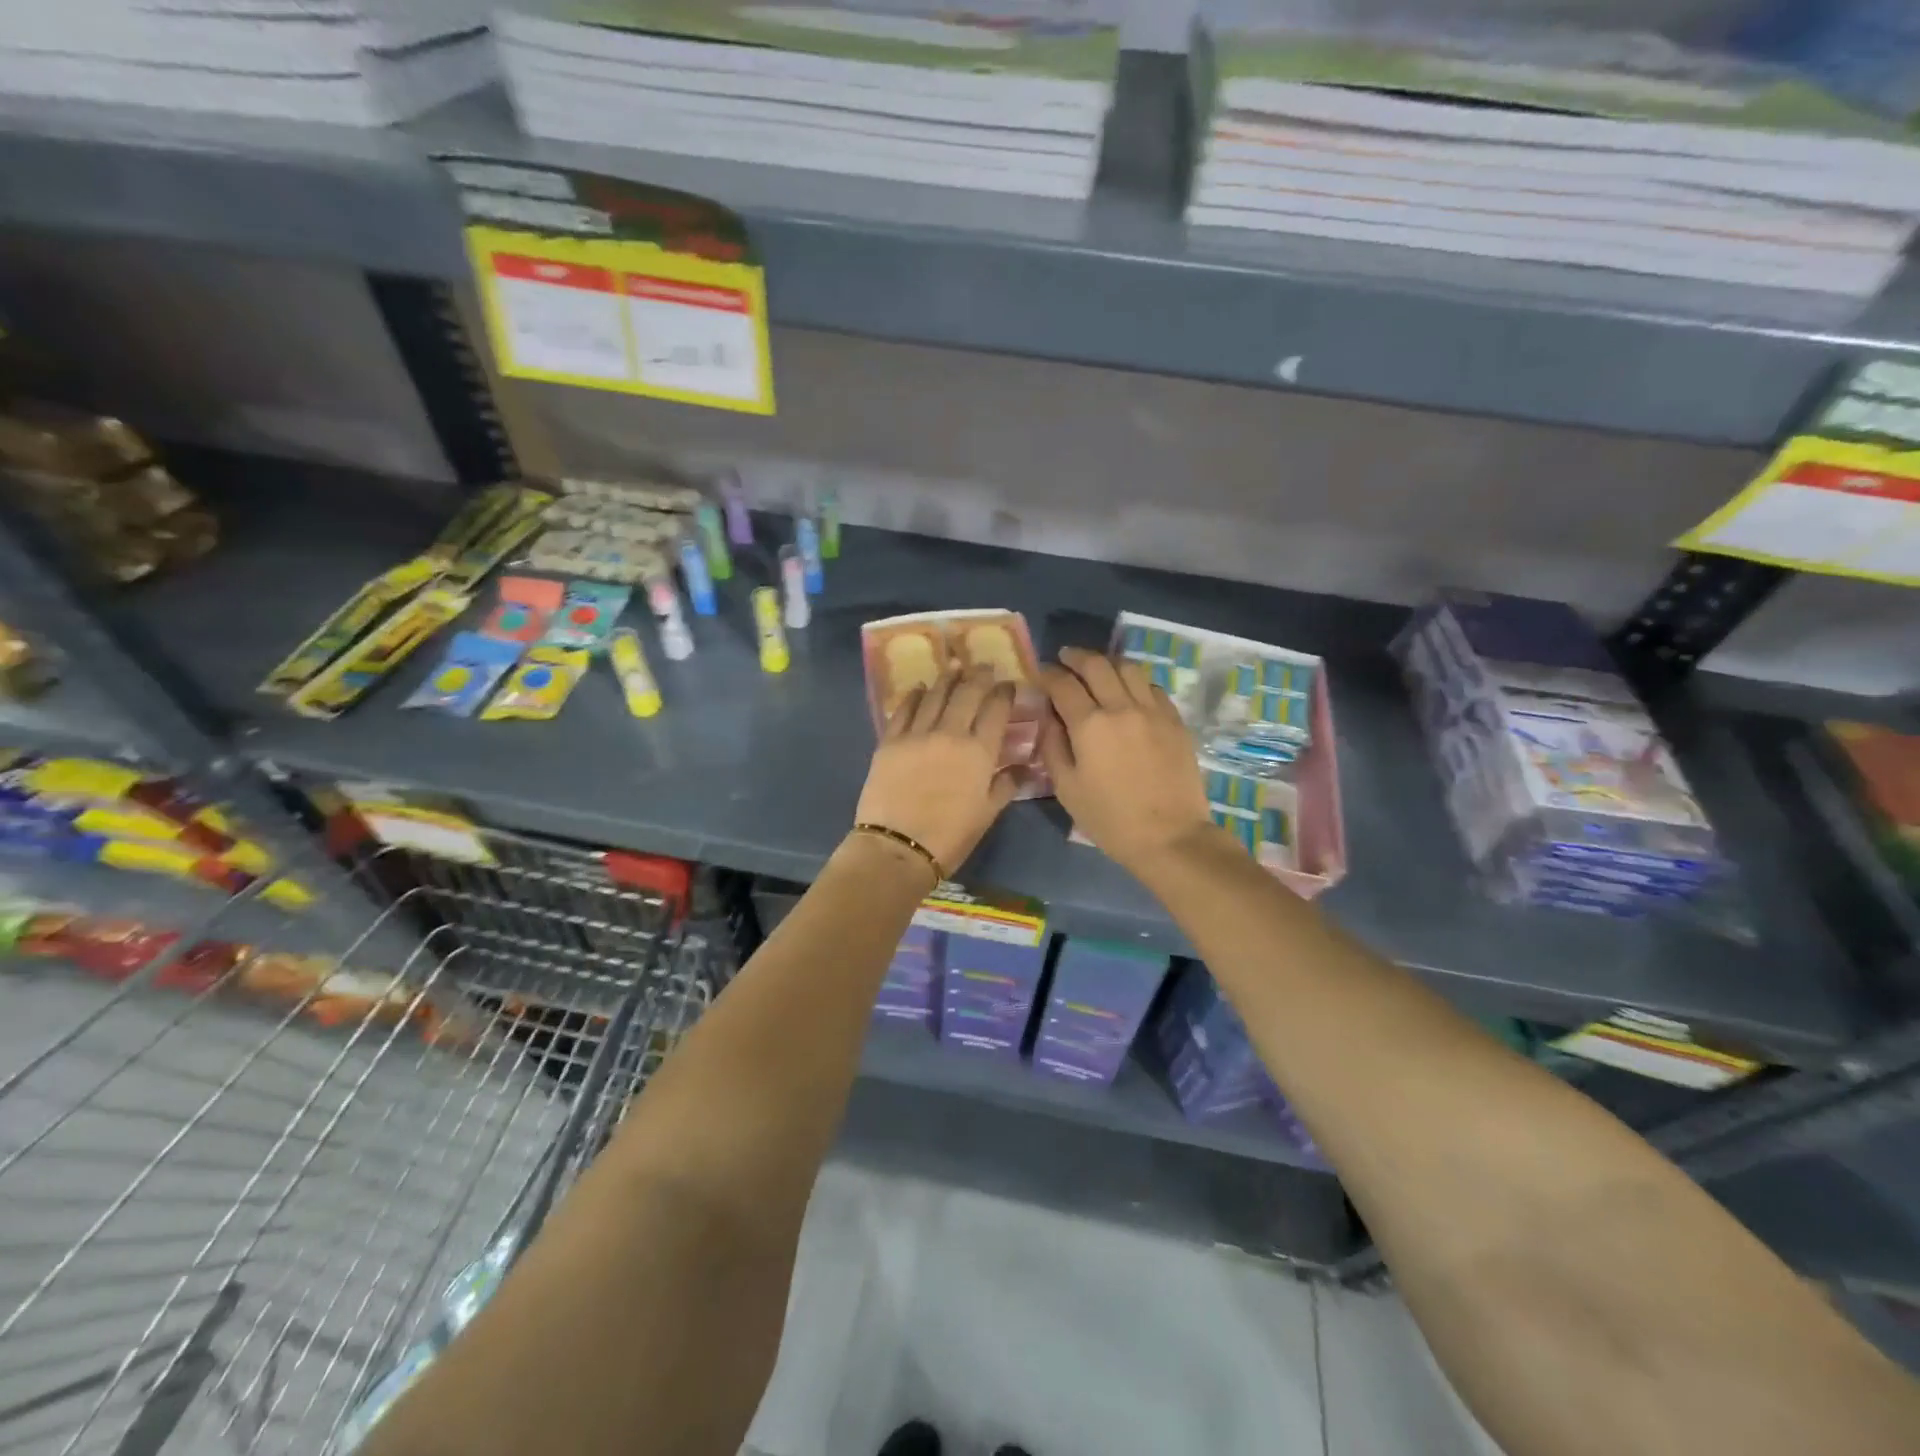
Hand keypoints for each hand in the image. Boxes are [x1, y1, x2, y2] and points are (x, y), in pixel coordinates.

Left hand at [855, 667, 1019, 873]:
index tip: (1007, 685)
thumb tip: (1024, 766)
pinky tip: (919, 688)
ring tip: (954, 668)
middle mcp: (950, 733)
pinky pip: (904, 709)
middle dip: (978, 675)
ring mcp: (917, 734)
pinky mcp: (889, 741)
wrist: (898, 847)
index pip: (996, 709)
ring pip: (935, 694)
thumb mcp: (988, 813)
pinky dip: (914, 695)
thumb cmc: (950, 836)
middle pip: (967, 692)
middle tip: (983, 666)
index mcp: (979, 751)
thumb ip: (1006, 784)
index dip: (1004, 693)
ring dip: (947, 679)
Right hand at [1038, 647, 1214, 875]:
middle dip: (1076, 657)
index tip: (1040, 673)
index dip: (1047, 674)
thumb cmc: (1110, 818)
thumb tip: (1048, 717)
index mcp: (1090, 725)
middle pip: (1096, 665)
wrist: (1170, 836)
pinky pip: (1152, 687)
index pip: (1063, 684)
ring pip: (1128, 668)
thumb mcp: (1066, 788)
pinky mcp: (1175, 720)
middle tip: (1066, 658)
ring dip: (1108, 662)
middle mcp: (1122, 707)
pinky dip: (1135, 681)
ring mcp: (1153, 710)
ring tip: (1098, 668)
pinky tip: (1129, 691)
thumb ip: (1052, 746)